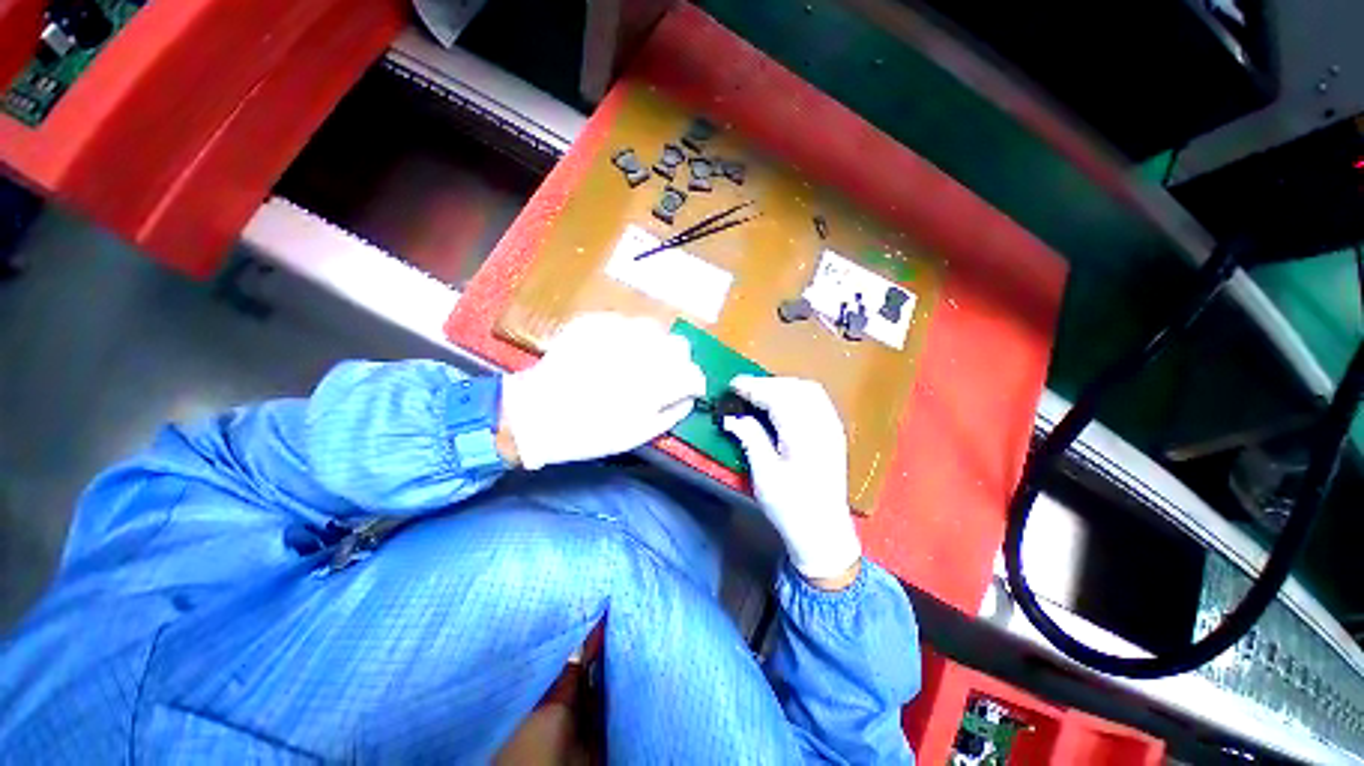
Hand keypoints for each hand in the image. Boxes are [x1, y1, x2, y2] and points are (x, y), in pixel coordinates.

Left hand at [501, 313, 705, 469]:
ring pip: (654, 329)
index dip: (694, 383)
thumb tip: (689, 398)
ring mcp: (618, 332)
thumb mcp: (639, 434)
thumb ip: (672, 413)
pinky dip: (624, 337)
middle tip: (660, 375)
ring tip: (633, 361)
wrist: (537, 413)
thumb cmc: (591, 432)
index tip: (687, 390)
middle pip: (679, 345)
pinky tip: (609, 352)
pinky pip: (624, 323)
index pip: (693, 374)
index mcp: (656, 382)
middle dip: (676, 361)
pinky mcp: (595, 322)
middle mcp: (643, 351)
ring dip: (652, 345)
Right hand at [722, 376, 861, 583]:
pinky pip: (817, 399)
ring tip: (759, 393)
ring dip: (782, 385)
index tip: (732, 385)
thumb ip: (750, 439)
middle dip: (766, 383)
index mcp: (804, 436)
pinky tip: (782, 401)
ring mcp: (832, 427)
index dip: (754, 387)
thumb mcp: (764, 475)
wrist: (824, 532)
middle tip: (742, 390)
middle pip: (795, 388)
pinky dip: (796, 393)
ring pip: (808, 390)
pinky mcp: (834, 432)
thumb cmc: (791, 507)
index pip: (778, 397)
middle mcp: (823, 425)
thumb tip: (731, 417)